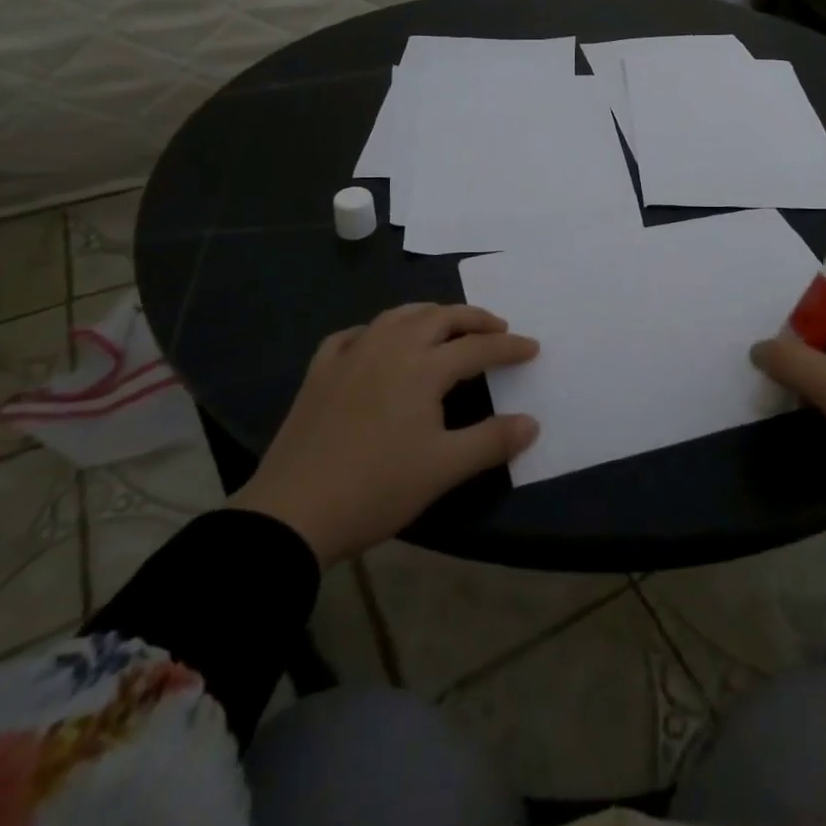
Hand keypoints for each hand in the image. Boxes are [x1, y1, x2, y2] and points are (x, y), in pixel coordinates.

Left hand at [227, 303, 539, 565]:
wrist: (293, 512)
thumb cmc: (377, 488)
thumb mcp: (443, 469)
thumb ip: (492, 441)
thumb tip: (532, 422)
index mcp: (423, 368)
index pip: (478, 348)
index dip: (509, 347)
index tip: (532, 348)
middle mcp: (390, 347)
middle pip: (440, 317)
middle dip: (473, 318)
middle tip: (497, 328)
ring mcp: (351, 355)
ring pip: (397, 315)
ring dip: (429, 314)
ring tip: (445, 324)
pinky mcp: (320, 371)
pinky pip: (353, 334)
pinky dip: (375, 330)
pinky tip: (376, 342)